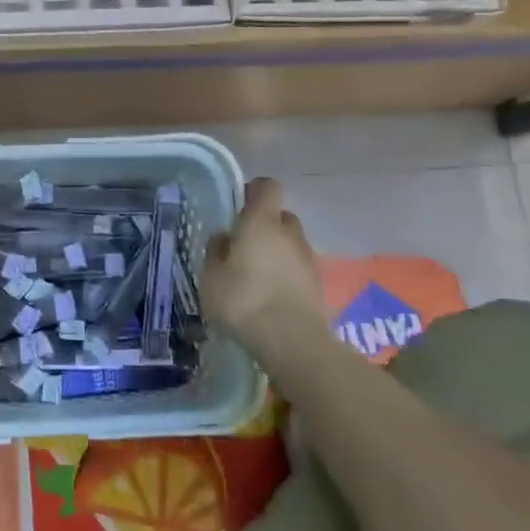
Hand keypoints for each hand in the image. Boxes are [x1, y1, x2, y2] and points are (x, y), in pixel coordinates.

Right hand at [200, 178, 330, 366]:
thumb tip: (225, 237)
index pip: (267, 187)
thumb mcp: (211, 278)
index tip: (238, 206)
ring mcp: (308, 259)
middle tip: (243, 245)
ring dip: (276, 251)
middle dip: (264, 224)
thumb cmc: (243, 301)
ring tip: (255, 276)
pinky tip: (269, 295)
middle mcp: (290, 234)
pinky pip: (298, 268)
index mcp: (262, 222)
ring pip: (290, 243)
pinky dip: (286, 274)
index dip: (253, 191)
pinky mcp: (318, 284)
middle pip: (281, 215)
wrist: (293, 343)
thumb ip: (216, 252)